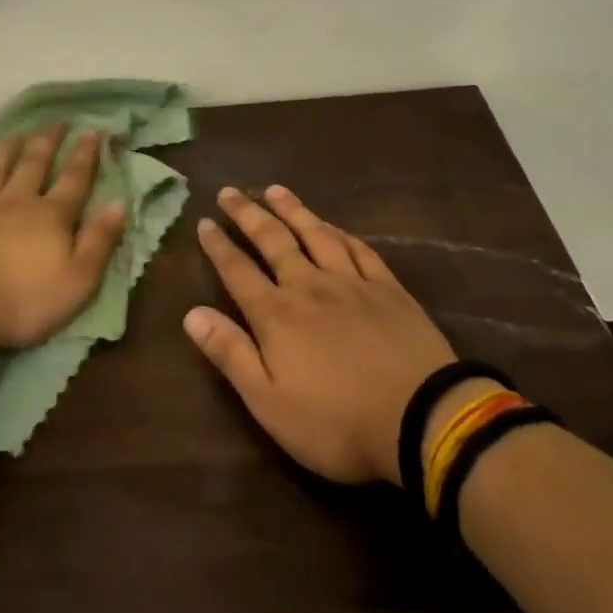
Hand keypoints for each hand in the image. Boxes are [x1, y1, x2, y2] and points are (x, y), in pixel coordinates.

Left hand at [0, 125, 126, 353]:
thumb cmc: (23, 302)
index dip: (86, 154)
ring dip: (7, 149)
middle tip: (57, 122)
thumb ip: (100, 241)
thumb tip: (119, 203)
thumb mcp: (79, 281)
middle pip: (34, 164)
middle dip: (47, 141)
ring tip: (17, 133)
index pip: (74, 178)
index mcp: (50, 216)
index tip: (93, 130)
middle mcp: (15, 201)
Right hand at [185, 185, 457, 485]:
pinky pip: (359, 249)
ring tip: (275, 190)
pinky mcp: (388, 289)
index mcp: (277, 315)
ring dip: (293, 210)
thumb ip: (230, 354)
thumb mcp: (269, 402)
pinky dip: (340, 233)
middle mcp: (310, 286)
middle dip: (248, 215)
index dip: (218, 245)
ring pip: (316, 235)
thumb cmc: (336, 422)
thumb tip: (192, 313)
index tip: (204, 221)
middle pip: (274, 241)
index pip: (238, 271)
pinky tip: (332, 225)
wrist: (421, 419)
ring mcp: (352, 283)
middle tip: (230, 191)